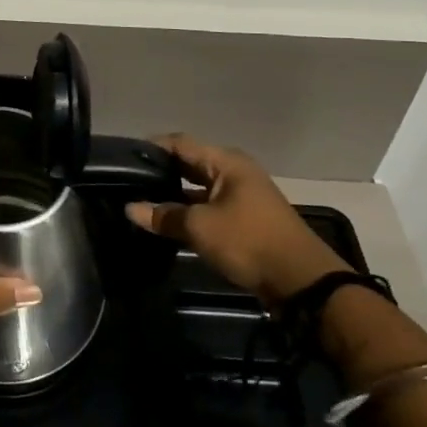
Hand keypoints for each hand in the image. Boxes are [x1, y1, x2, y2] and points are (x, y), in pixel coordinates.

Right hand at [124, 134, 350, 305]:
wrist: (303, 283)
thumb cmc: (249, 242)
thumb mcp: (200, 227)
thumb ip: (163, 215)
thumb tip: (130, 208)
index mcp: (226, 162)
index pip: (181, 143)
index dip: (152, 147)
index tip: (124, 157)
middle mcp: (235, 172)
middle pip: (190, 163)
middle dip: (161, 171)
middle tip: (128, 180)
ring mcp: (242, 196)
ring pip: (199, 188)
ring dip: (174, 195)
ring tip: (142, 201)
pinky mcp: (246, 220)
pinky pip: (209, 206)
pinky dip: (189, 211)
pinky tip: (168, 222)